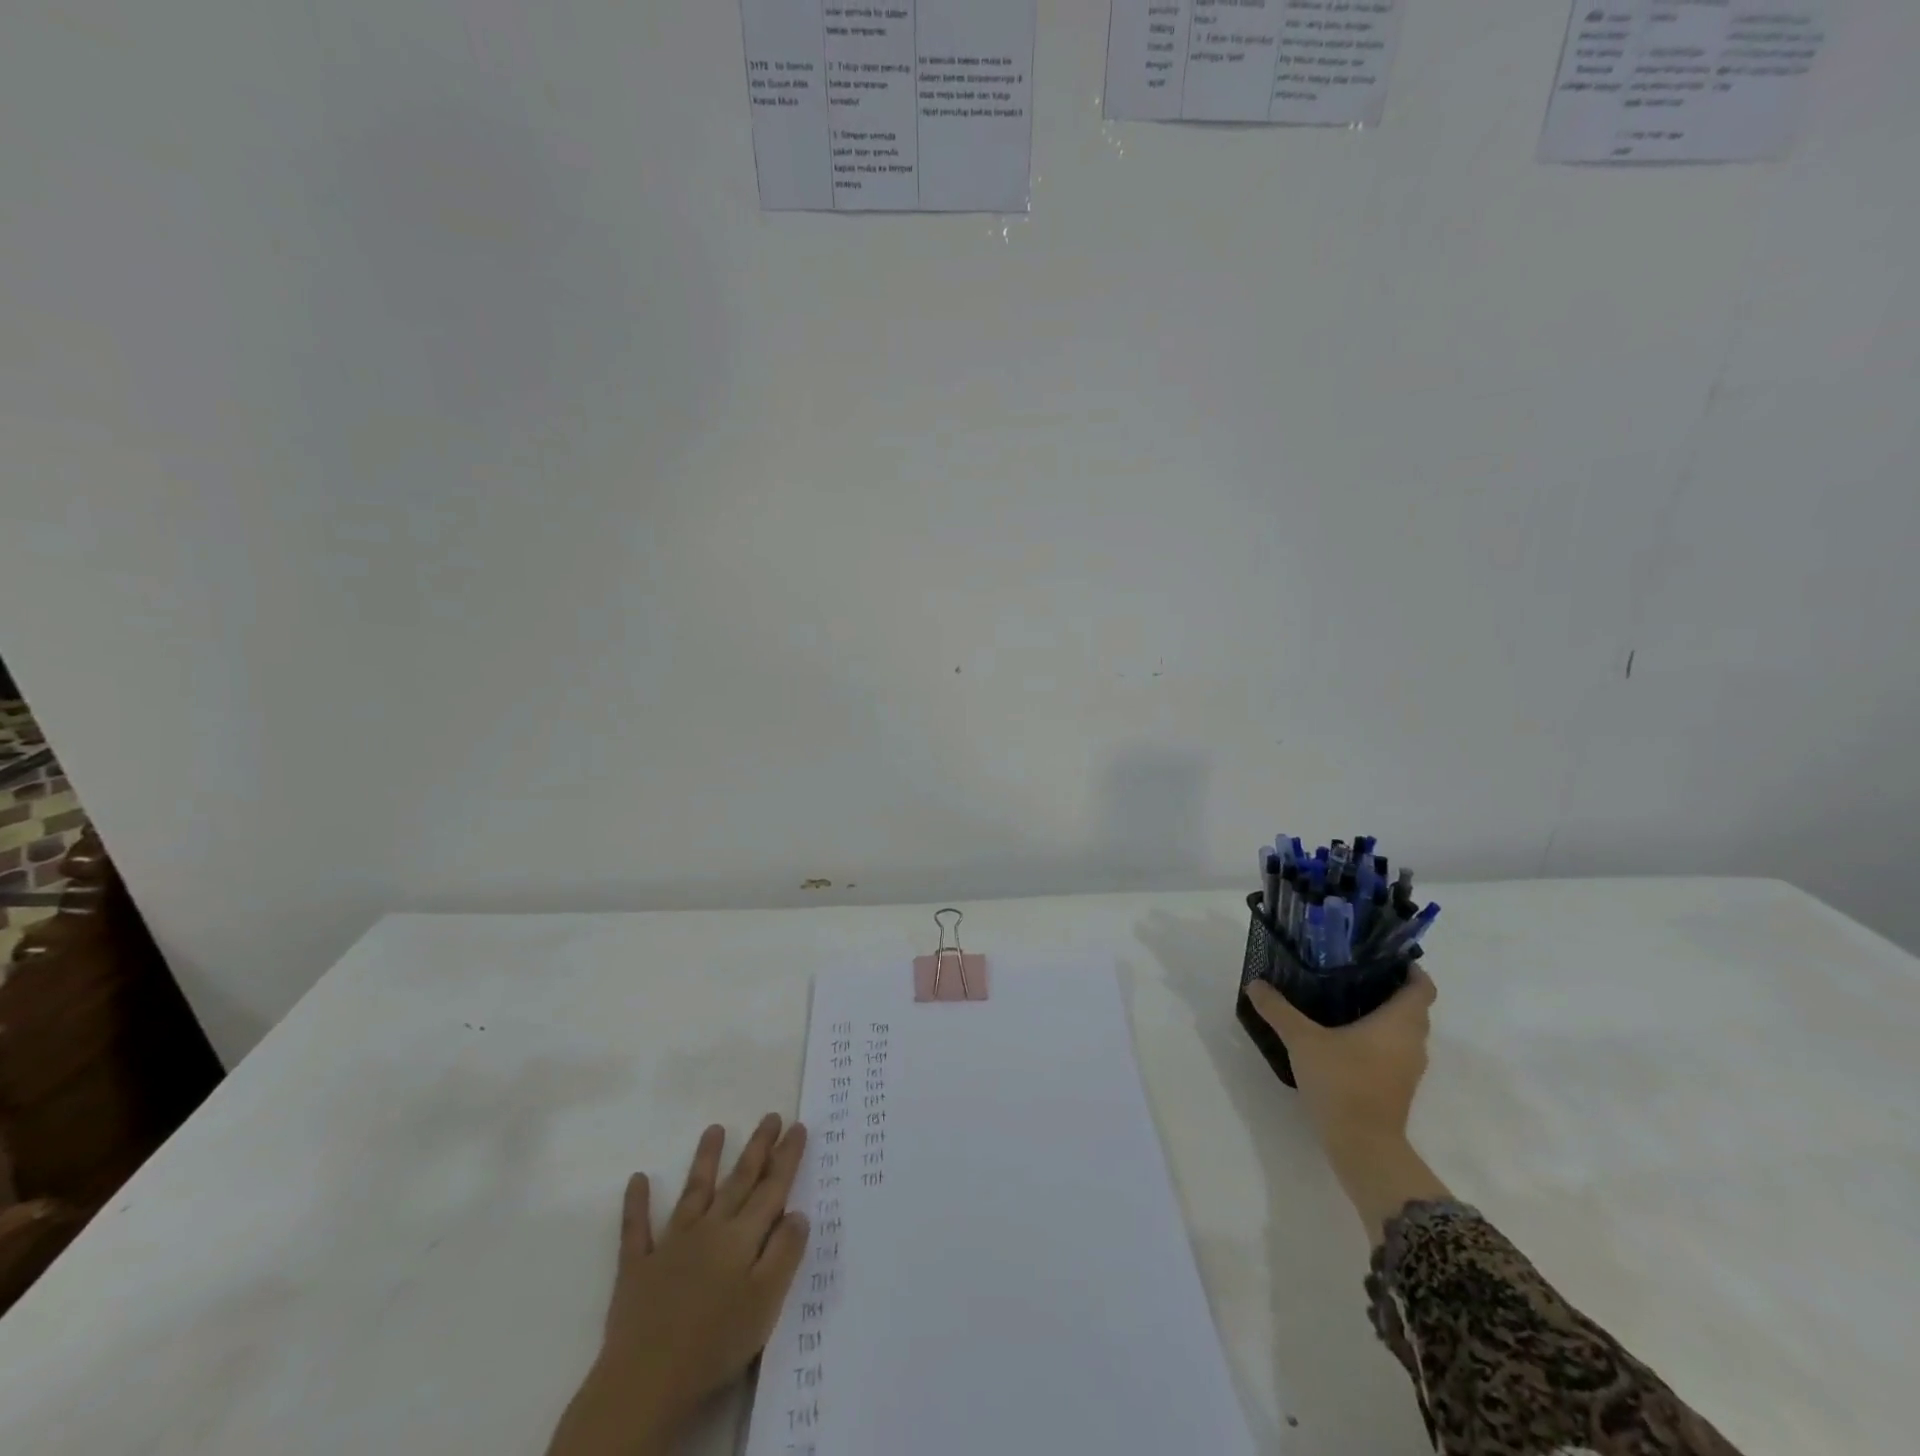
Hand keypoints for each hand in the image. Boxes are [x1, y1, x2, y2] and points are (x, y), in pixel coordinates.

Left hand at [547, 1117, 810, 1455]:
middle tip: (771, 1116)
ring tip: (715, 1129)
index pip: (772, 1189)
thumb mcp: (766, 1302)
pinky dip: (637, 1204)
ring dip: (705, 1159)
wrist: (646, 1380)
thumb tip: (797, 1213)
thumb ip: (785, 1253)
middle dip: (757, 1148)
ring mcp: (671, 1245)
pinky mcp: (638, 1268)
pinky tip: (638, 1179)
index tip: (798, 1127)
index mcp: (741, 1238)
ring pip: (694, 1192)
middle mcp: (709, 1229)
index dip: (786, 1157)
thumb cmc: (715, 1343)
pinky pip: (636, 1229)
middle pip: (738, 1181)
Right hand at [1247, 970, 1448, 1240]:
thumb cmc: (1342, 1082)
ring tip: (1346, 998)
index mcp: (1399, 1022)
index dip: (1410, 968)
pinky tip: (1345, 1035)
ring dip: (1385, 1015)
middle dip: (1391, 988)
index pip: (1421, 987)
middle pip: (1414, 1007)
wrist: (1363, 1145)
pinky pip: (1395, 1049)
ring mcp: (1408, 1067)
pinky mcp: (1398, 1086)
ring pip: (1404, 1030)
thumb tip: (1255, 983)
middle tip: (1354, 971)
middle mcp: (1412, 1041)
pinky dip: (1379, 1037)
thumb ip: (1278, 1009)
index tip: (1385, 954)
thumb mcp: (1302, 1040)